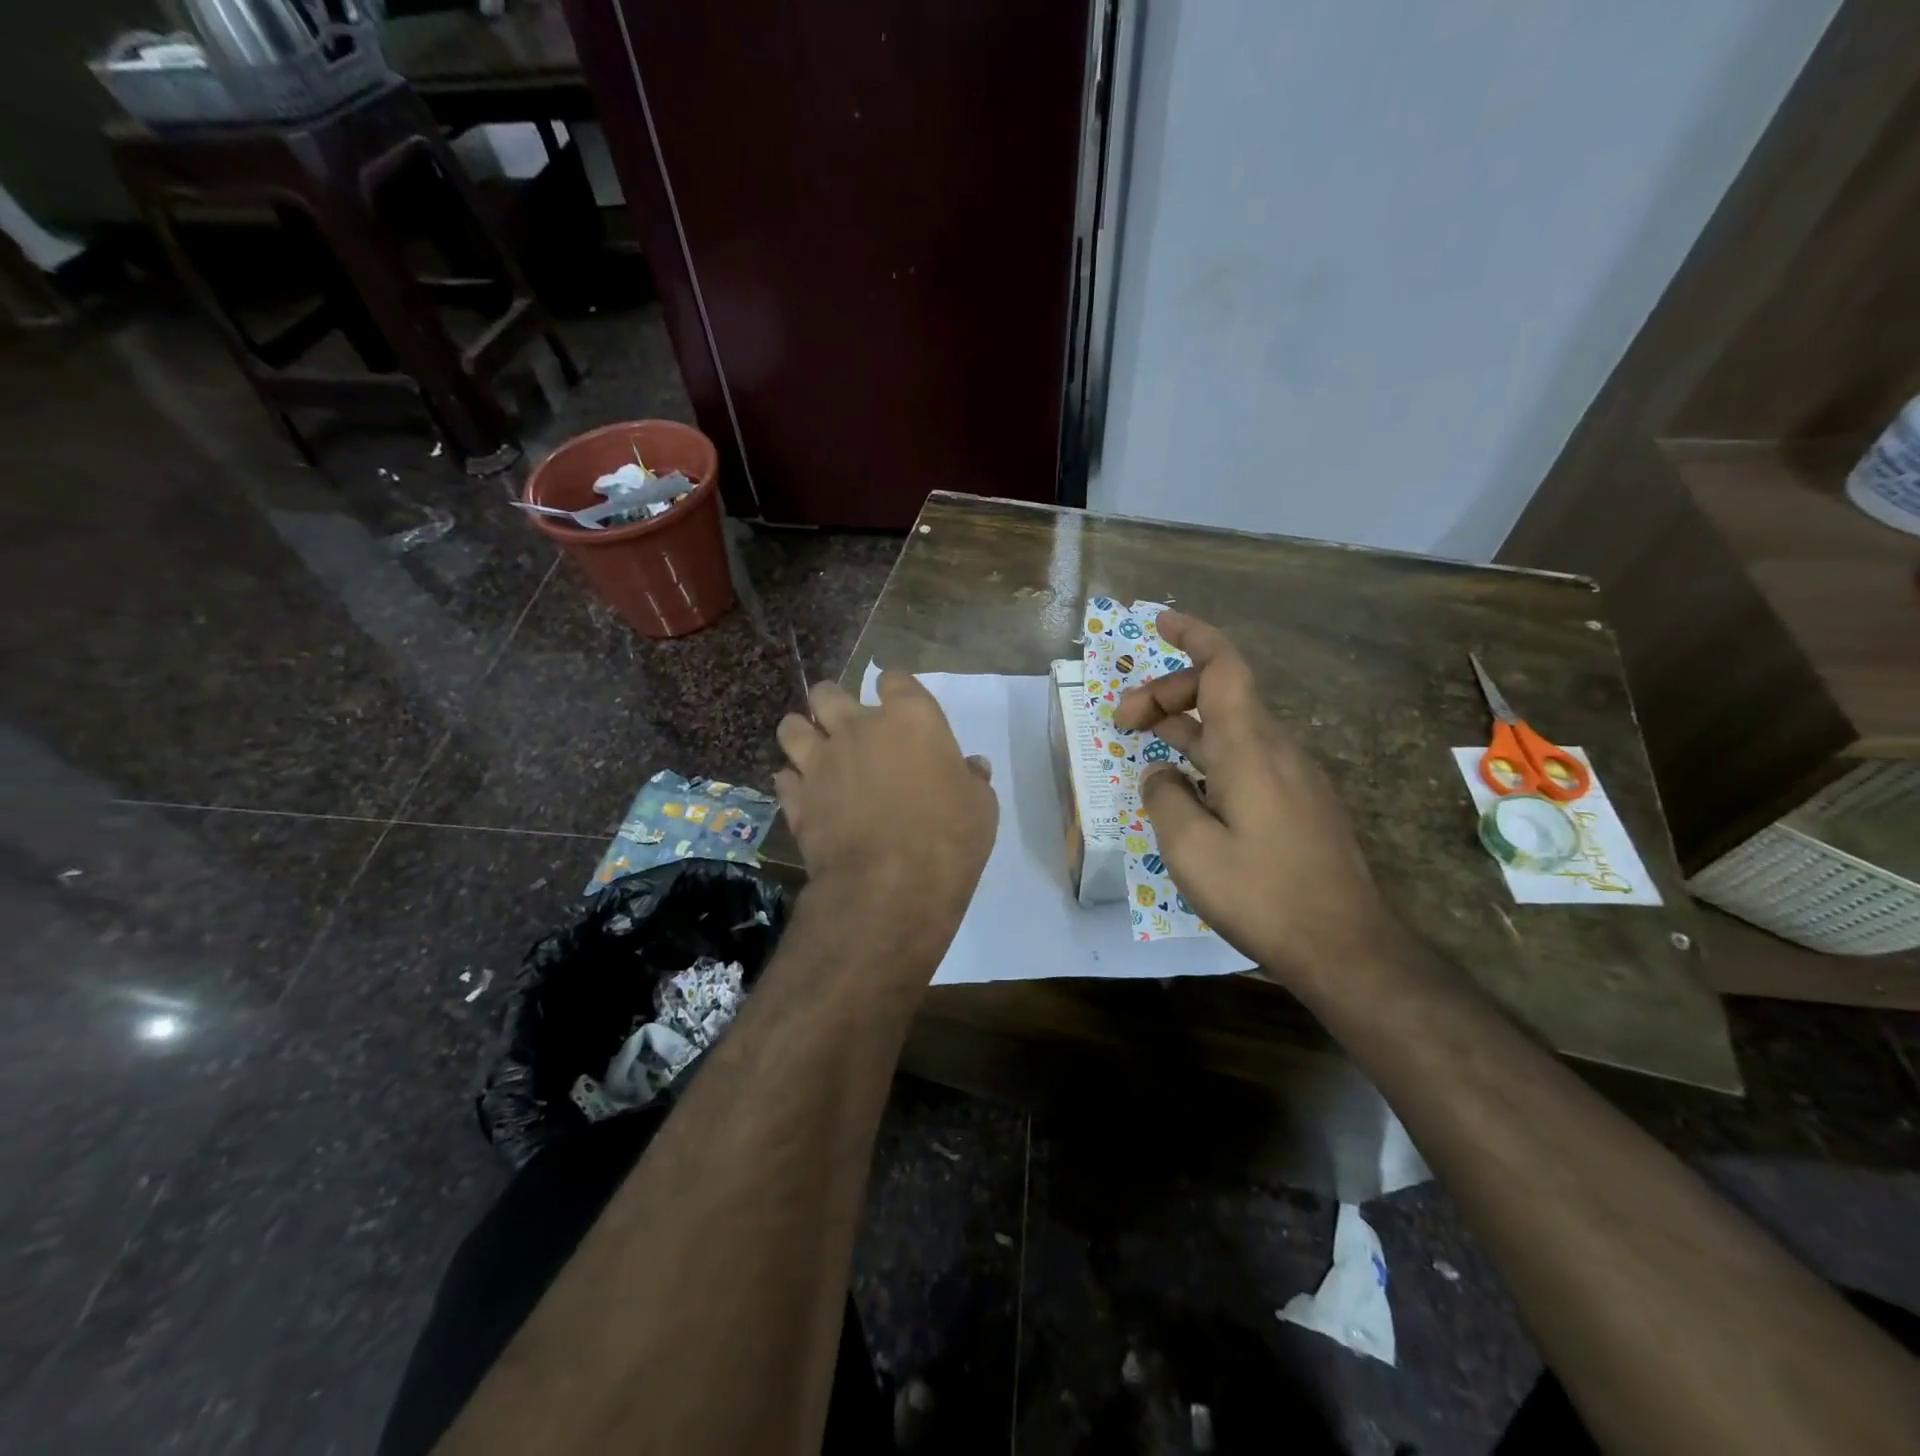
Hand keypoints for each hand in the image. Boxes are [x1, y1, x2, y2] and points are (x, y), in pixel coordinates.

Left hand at [776, 675, 997, 954]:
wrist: (891, 886)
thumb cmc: (949, 838)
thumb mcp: (980, 807)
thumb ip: (971, 779)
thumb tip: (972, 767)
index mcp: (910, 719)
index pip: (894, 679)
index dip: (895, 689)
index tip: (900, 705)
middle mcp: (858, 728)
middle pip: (828, 692)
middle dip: (835, 703)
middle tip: (848, 726)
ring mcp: (820, 762)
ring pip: (792, 727)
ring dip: (802, 734)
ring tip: (814, 750)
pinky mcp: (797, 799)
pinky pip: (784, 779)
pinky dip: (793, 784)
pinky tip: (805, 794)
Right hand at [1114, 612, 1394, 990]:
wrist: (1344, 945)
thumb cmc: (1261, 893)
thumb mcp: (1189, 848)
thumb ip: (1164, 798)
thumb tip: (1161, 775)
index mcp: (1249, 748)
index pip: (1223, 667)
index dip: (1192, 635)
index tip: (1157, 621)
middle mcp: (1276, 750)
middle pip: (1220, 694)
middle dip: (1167, 693)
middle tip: (1122, 722)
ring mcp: (1294, 777)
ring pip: (1233, 728)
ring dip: (1185, 725)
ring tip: (1143, 743)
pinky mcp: (1300, 804)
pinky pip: (1247, 757)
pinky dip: (1208, 753)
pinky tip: (1187, 787)